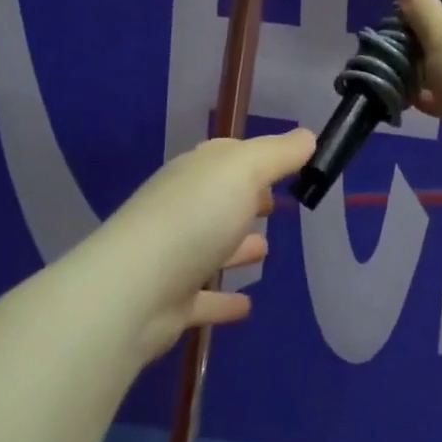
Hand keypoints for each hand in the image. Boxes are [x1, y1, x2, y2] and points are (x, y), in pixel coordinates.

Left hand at [78, 128, 314, 360]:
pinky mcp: (171, 302)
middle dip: (244, 200)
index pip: (225, 156)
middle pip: (217, 200)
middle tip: (273, 207)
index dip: (254, 158)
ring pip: (210, 247)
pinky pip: (204, 298)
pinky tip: (246, 306)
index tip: (284, 166)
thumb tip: (307, 135)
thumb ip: (277, 154)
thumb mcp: (244, 171)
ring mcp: (173, 256)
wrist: (135, 289)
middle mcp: (181, 209)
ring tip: (265, 249)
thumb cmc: (196, 217)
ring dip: (236, 247)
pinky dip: (223, 301)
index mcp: (195, 173)